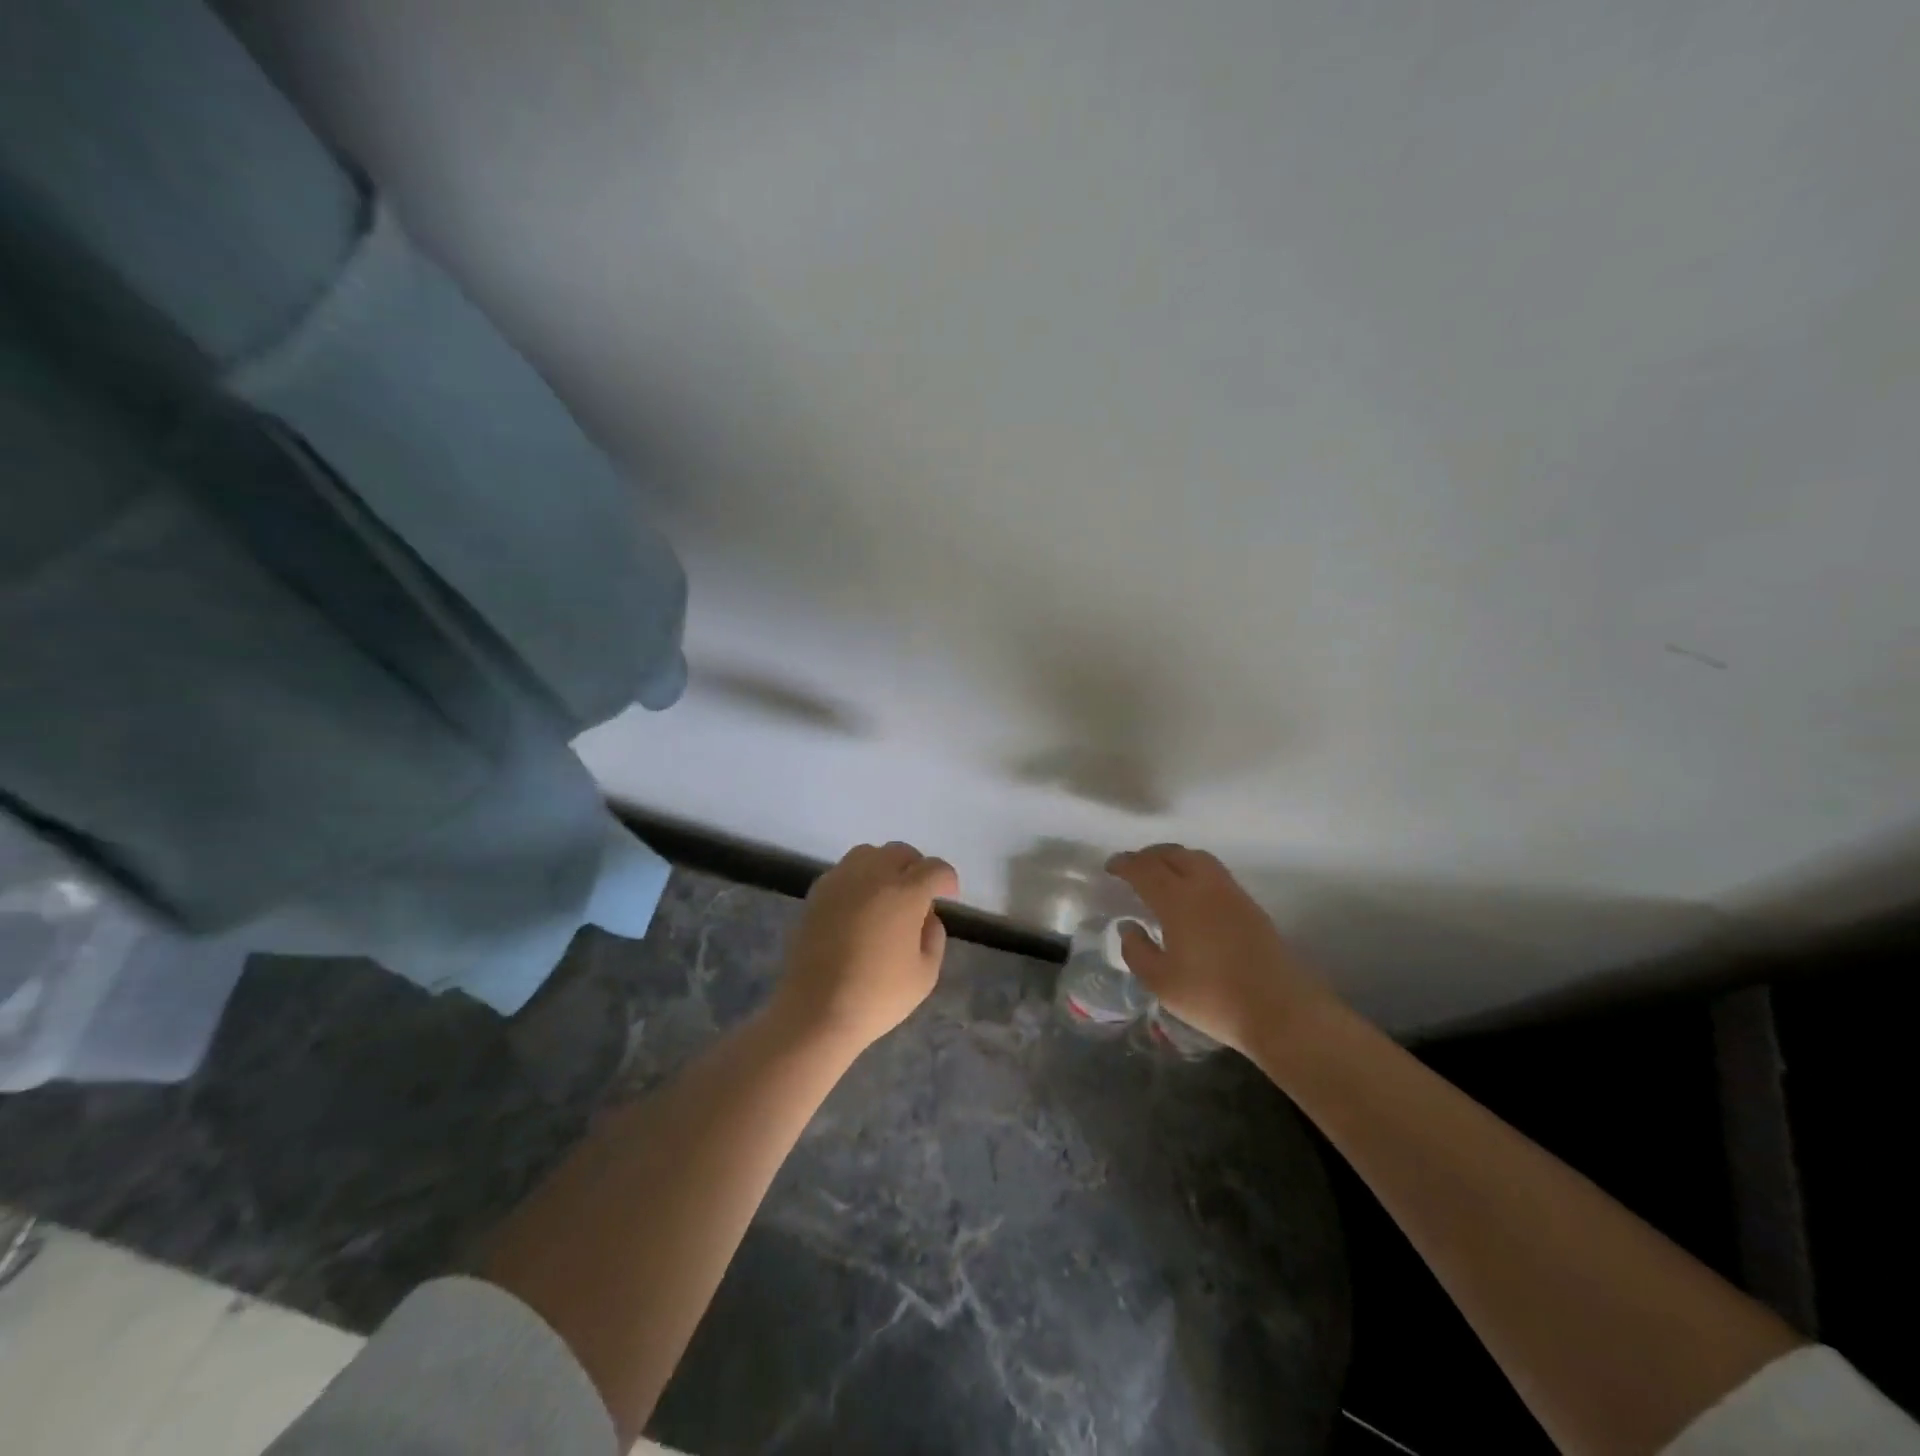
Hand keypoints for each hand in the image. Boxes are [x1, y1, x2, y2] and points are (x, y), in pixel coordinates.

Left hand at [775, 841, 958, 1051]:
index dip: (947, 880)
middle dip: (917, 867)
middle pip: (901, 852)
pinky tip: (860, 906)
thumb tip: (926, 916)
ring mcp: (841, 880)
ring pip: (869, 854)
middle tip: (920, 894)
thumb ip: (934, 936)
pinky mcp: (817, 893)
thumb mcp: (925, 974)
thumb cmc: (877, 996)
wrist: (815, 1010)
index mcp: (905, 892)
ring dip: (885, 866)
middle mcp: (873, 875)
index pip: (934, 869)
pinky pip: (844, 870)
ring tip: (887, 894)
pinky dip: (859, 878)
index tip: (949, 896)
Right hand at [1106, 844, 1335, 1056]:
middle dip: (1148, 856)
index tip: (1110, 867)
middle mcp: (1205, 886)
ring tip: (1161, 873)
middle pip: (1173, 854)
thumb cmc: (1212, 997)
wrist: (1280, 1010)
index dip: (1125, 864)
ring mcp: (1232, 893)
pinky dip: (1194, 870)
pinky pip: (1215, 873)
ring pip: (1198, 858)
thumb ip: (1137, 951)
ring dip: (1174, 858)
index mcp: (1178, 900)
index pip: (1145, 869)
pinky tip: (1191, 892)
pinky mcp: (1250, 906)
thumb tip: (1129, 927)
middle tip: (1133, 867)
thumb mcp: (1161, 982)